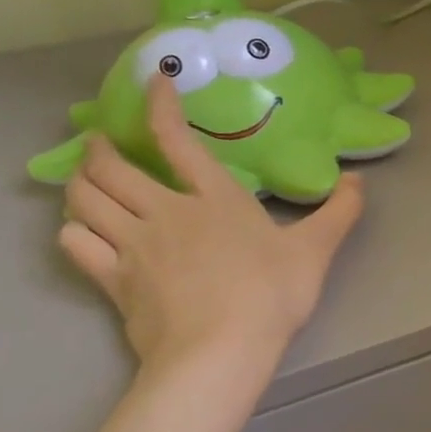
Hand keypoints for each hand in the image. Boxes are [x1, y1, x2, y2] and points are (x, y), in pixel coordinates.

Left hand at [59, 76, 363, 375]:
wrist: (221, 350)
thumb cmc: (272, 294)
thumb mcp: (317, 249)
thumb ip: (340, 211)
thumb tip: (358, 180)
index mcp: (216, 199)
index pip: (178, 140)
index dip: (161, 104)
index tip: (153, 80)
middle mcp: (166, 212)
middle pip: (113, 169)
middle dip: (99, 147)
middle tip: (98, 141)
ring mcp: (133, 246)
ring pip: (85, 201)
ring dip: (78, 183)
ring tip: (82, 178)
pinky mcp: (113, 281)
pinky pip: (76, 244)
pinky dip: (72, 230)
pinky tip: (78, 230)